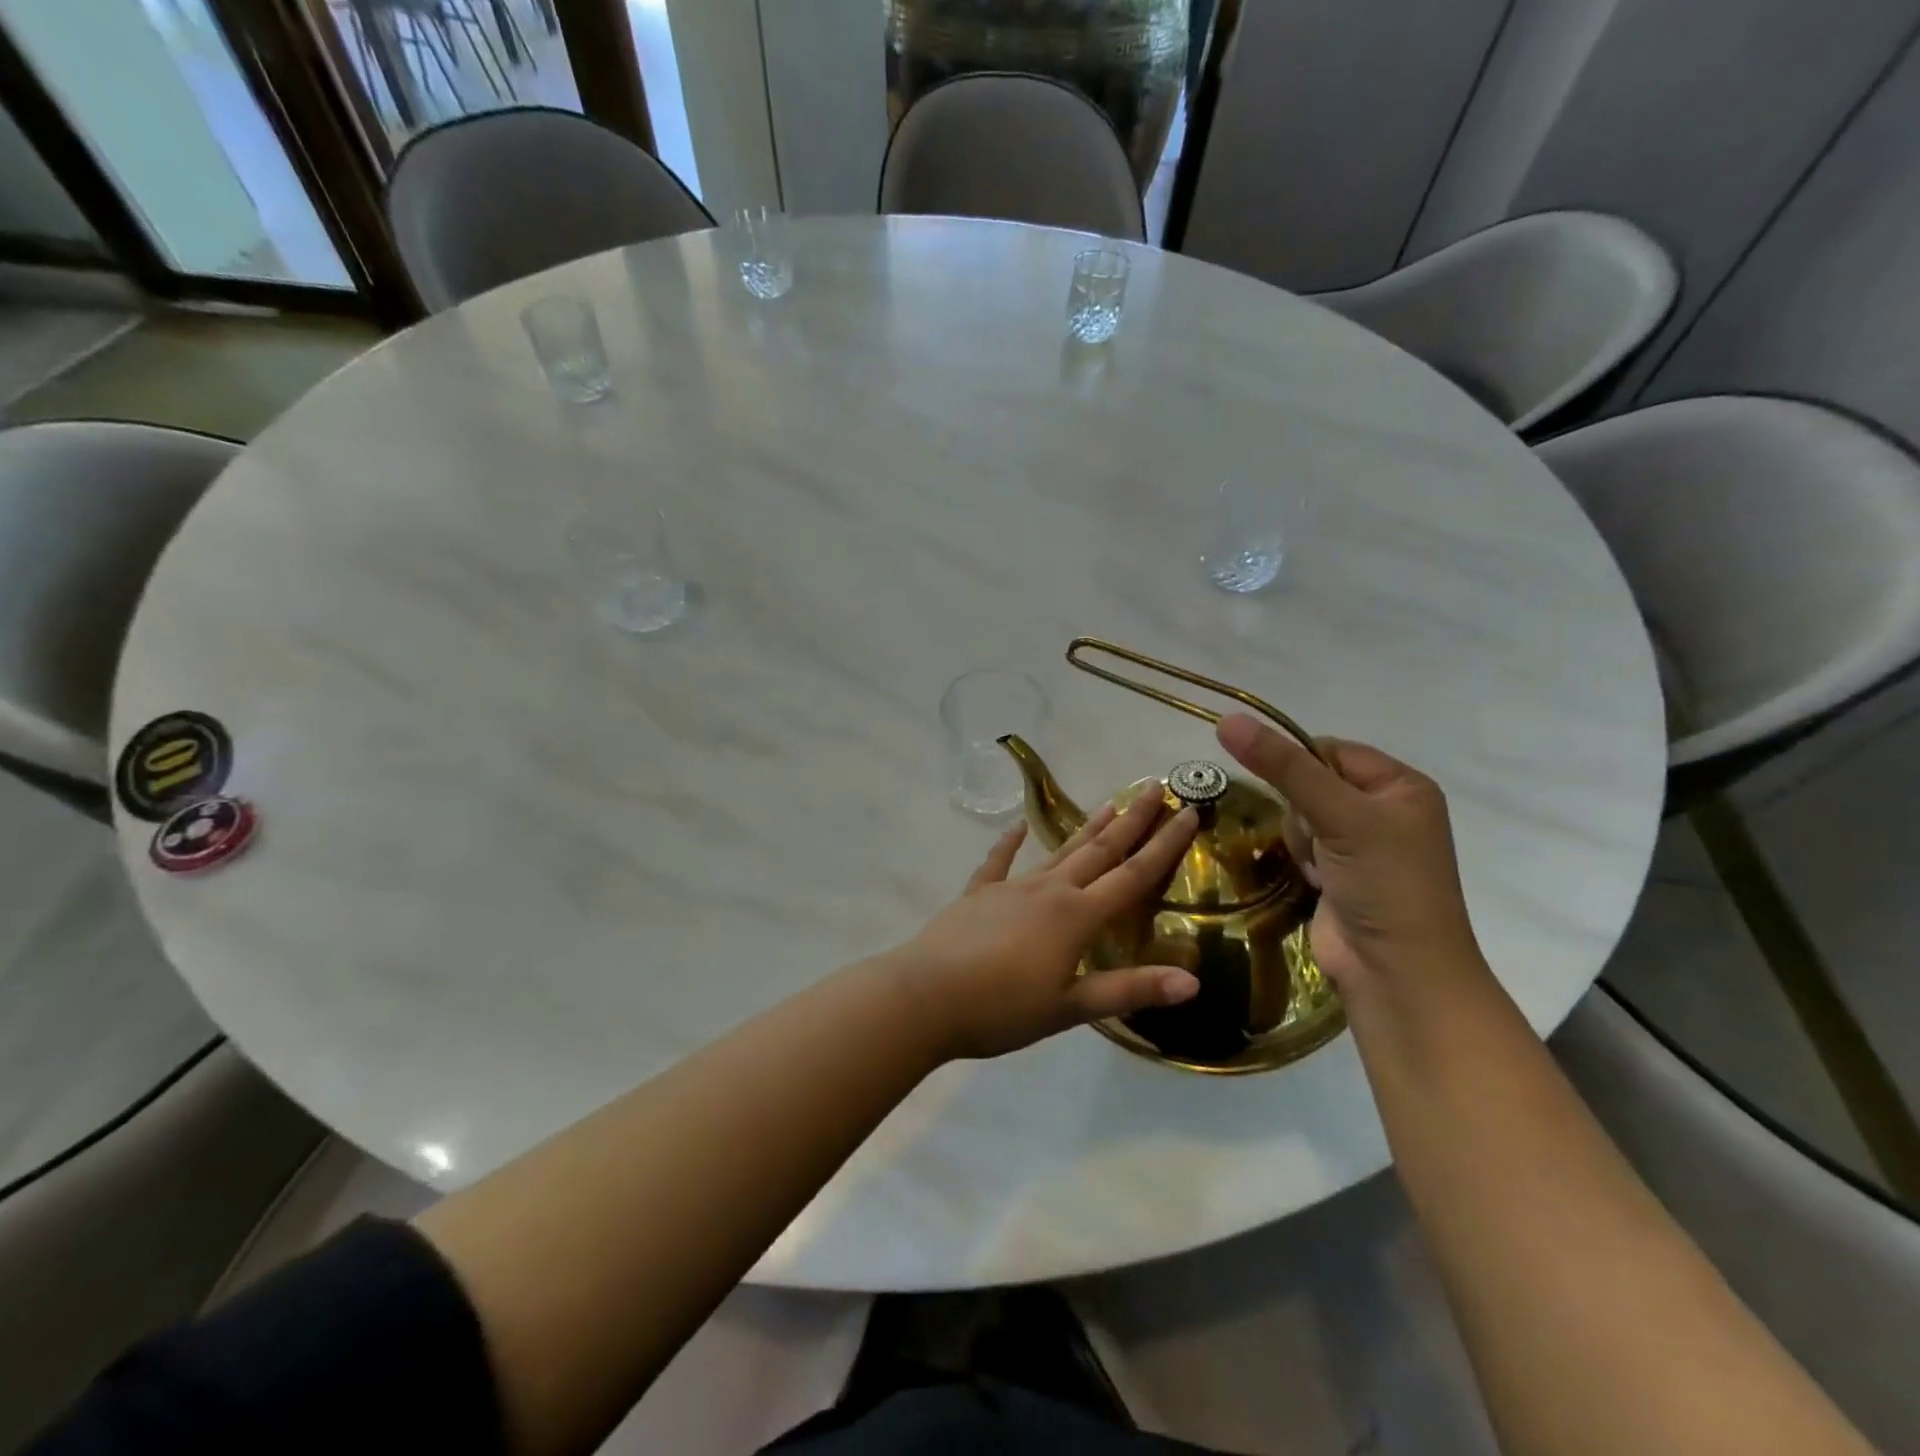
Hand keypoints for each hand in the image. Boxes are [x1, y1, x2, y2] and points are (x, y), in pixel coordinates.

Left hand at [888, 795, 1201, 1059]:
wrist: (926, 996)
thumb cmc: (1002, 1008)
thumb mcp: (1070, 1008)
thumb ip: (1128, 990)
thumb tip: (1192, 981)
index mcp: (1077, 917)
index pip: (1133, 876)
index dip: (1164, 846)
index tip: (1188, 813)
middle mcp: (1049, 891)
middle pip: (1099, 850)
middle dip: (1131, 820)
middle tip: (1155, 787)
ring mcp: (1011, 887)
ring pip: (1058, 850)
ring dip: (1086, 827)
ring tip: (1110, 801)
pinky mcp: (978, 894)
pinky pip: (999, 861)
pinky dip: (1009, 842)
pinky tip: (1017, 824)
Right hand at [1215, 714, 1482, 995]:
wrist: (1396, 974)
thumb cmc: (1383, 884)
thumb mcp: (1337, 815)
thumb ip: (1282, 767)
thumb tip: (1227, 720)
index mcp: (1401, 785)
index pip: (1329, 749)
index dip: (1300, 766)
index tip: (1292, 795)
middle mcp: (1385, 809)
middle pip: (1310, 783)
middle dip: (1302, 811)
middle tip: (1320, 841)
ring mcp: (1362, 844)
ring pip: (1300, 815)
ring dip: (1301, 839)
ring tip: (1320, 868)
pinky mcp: (1340, 873)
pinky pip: (1302, 845)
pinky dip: (1301, 859)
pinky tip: (1316, 881)